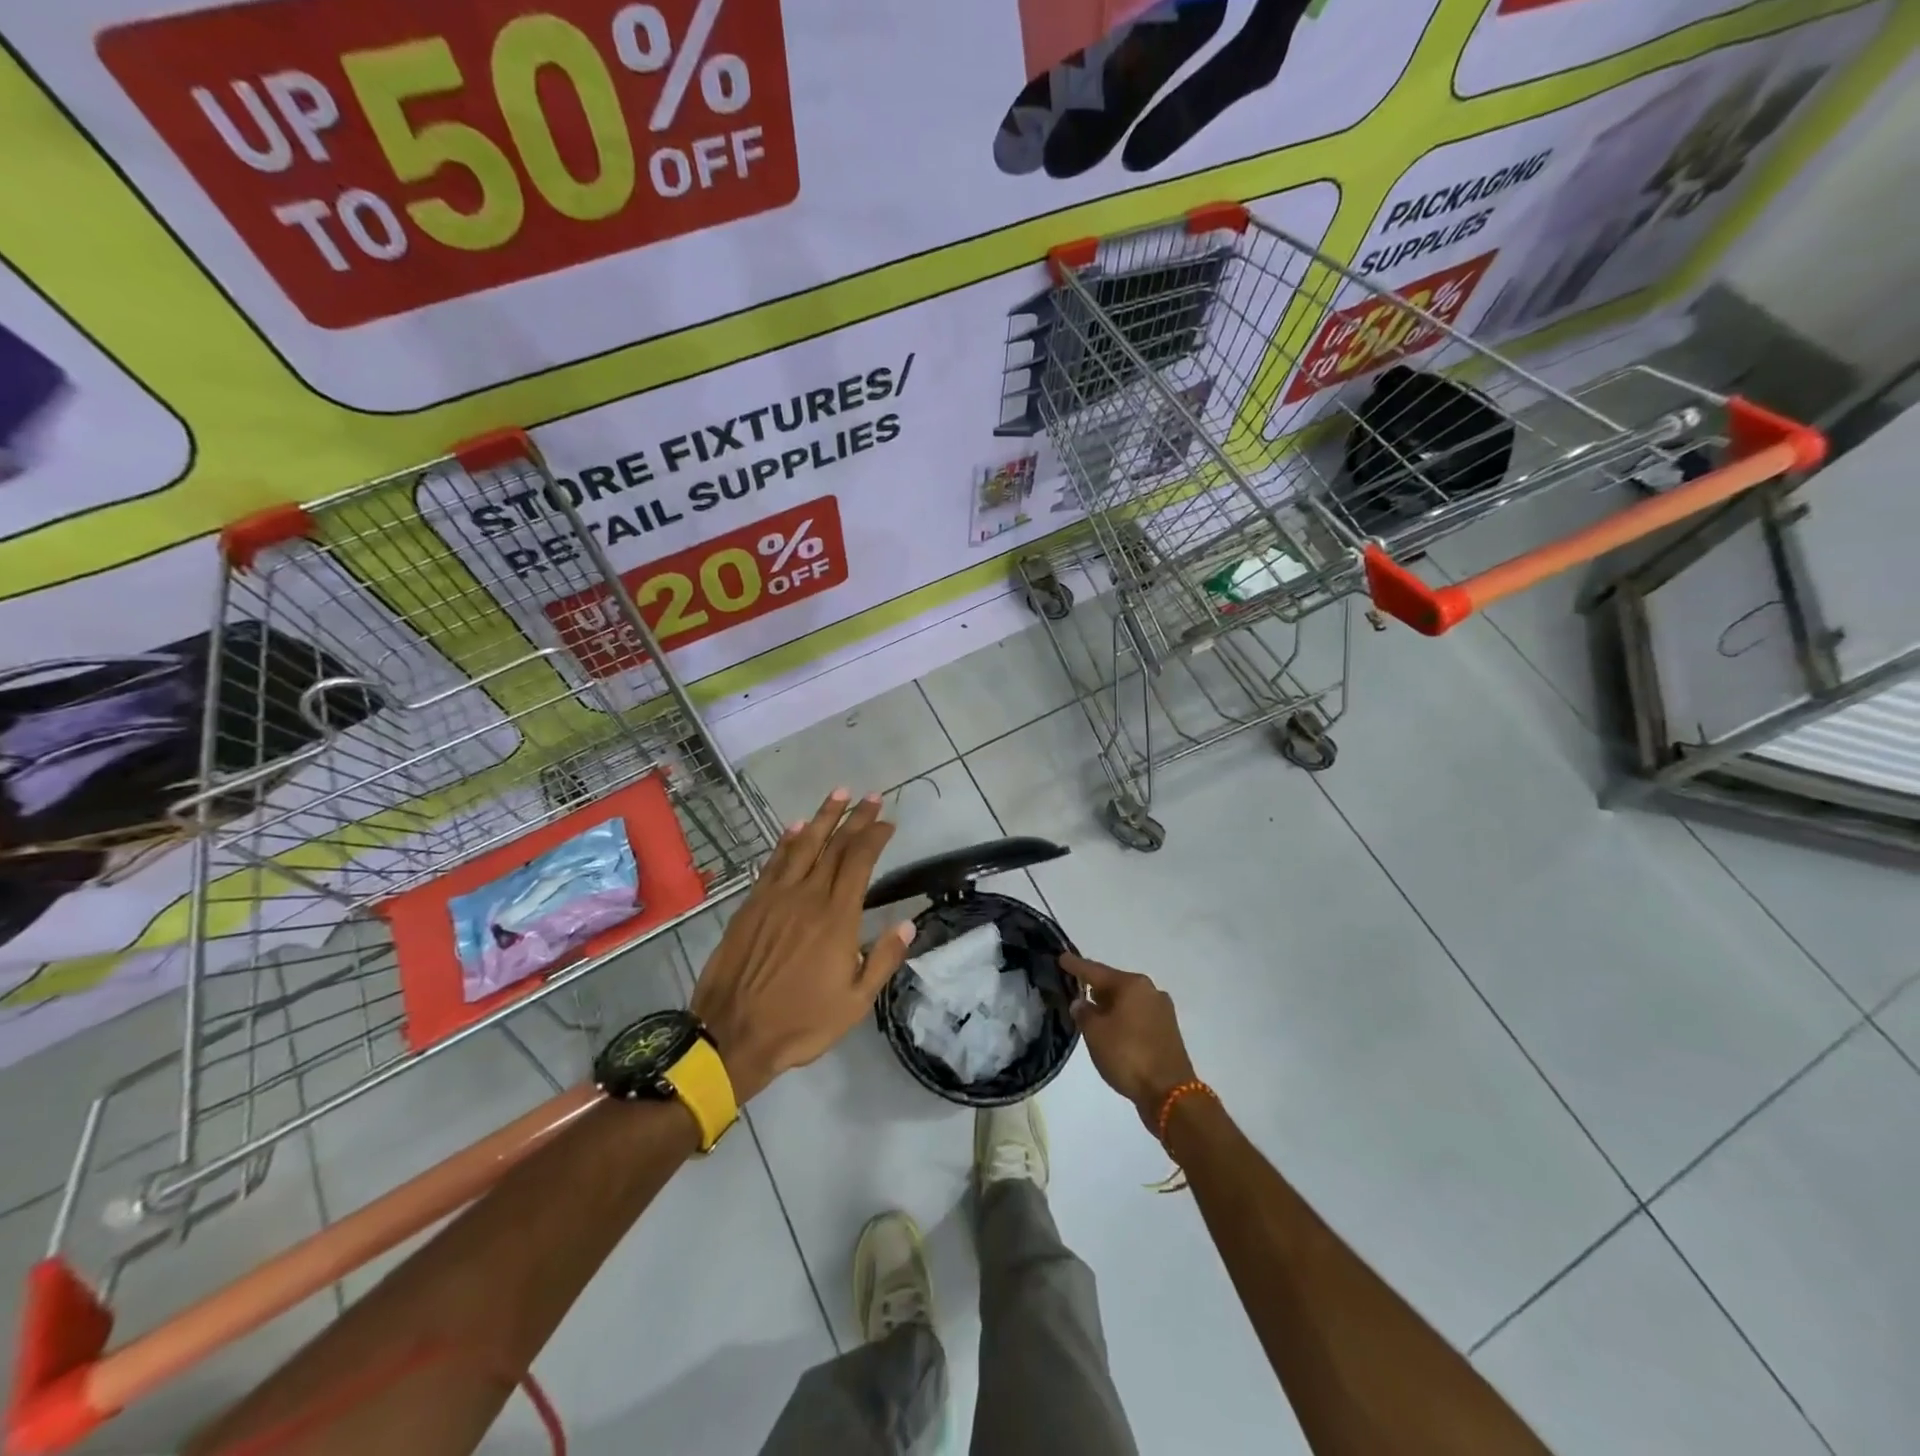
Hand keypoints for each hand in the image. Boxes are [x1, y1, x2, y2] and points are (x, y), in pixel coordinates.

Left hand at [691, 789, 913, 1102]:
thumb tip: (908, 924)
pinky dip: (786, 842)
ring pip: (803, 846)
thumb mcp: (855, 1002)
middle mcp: (807, 897)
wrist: (732, 1034)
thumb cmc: (801, 1023)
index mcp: (837, 918)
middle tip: (871, 797)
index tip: (888, 821)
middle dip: (855, 818)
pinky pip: (773, 863)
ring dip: (822, 817)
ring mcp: (776, 897)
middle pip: (835, 846)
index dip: (874, 836)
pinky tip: (795, 828)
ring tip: (838, 794)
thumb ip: (883, 960)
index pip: (859, 862)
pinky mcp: (751, 905)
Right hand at [1064, 953, 1197, 1132]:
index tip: (1062, 957)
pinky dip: (1123, 1018)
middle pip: (1115, 984)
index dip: (1076, 965)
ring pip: (1127, 1001)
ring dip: (1109, 1005)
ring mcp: (1162, 1010)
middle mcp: (1150, 991)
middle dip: (1095, 986)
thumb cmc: (1128, 1055)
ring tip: (1091, 1010)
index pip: (1096, 971)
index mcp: (1132, 984)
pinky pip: (1138, 1016)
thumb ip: (1083, 1013)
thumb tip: (1081, 1003)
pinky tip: (1112, 1028)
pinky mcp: (1167, 1030)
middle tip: (1075, 987)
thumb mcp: (1095, 1033)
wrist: (1169, 1093)